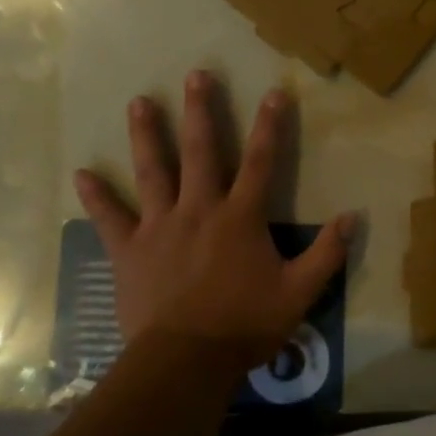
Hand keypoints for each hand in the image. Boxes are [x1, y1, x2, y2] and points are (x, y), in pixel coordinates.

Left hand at [74, 71, 354, 379]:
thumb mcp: (299, 292)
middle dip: (201, 110)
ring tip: (138, 102)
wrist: (185, 361)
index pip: (262, 161)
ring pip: (153, 171)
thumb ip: (327, 254)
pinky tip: (81, 174)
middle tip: (196, 74)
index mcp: (240, 217)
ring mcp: (160, 226)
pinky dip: (97, 196)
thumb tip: (353, 217)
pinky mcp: (130, 250)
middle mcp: (199, 209)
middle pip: (201, 151)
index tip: (274, 92)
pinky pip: (110, 218)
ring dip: (147, 135)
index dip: (271, 126)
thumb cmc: (245, 325)